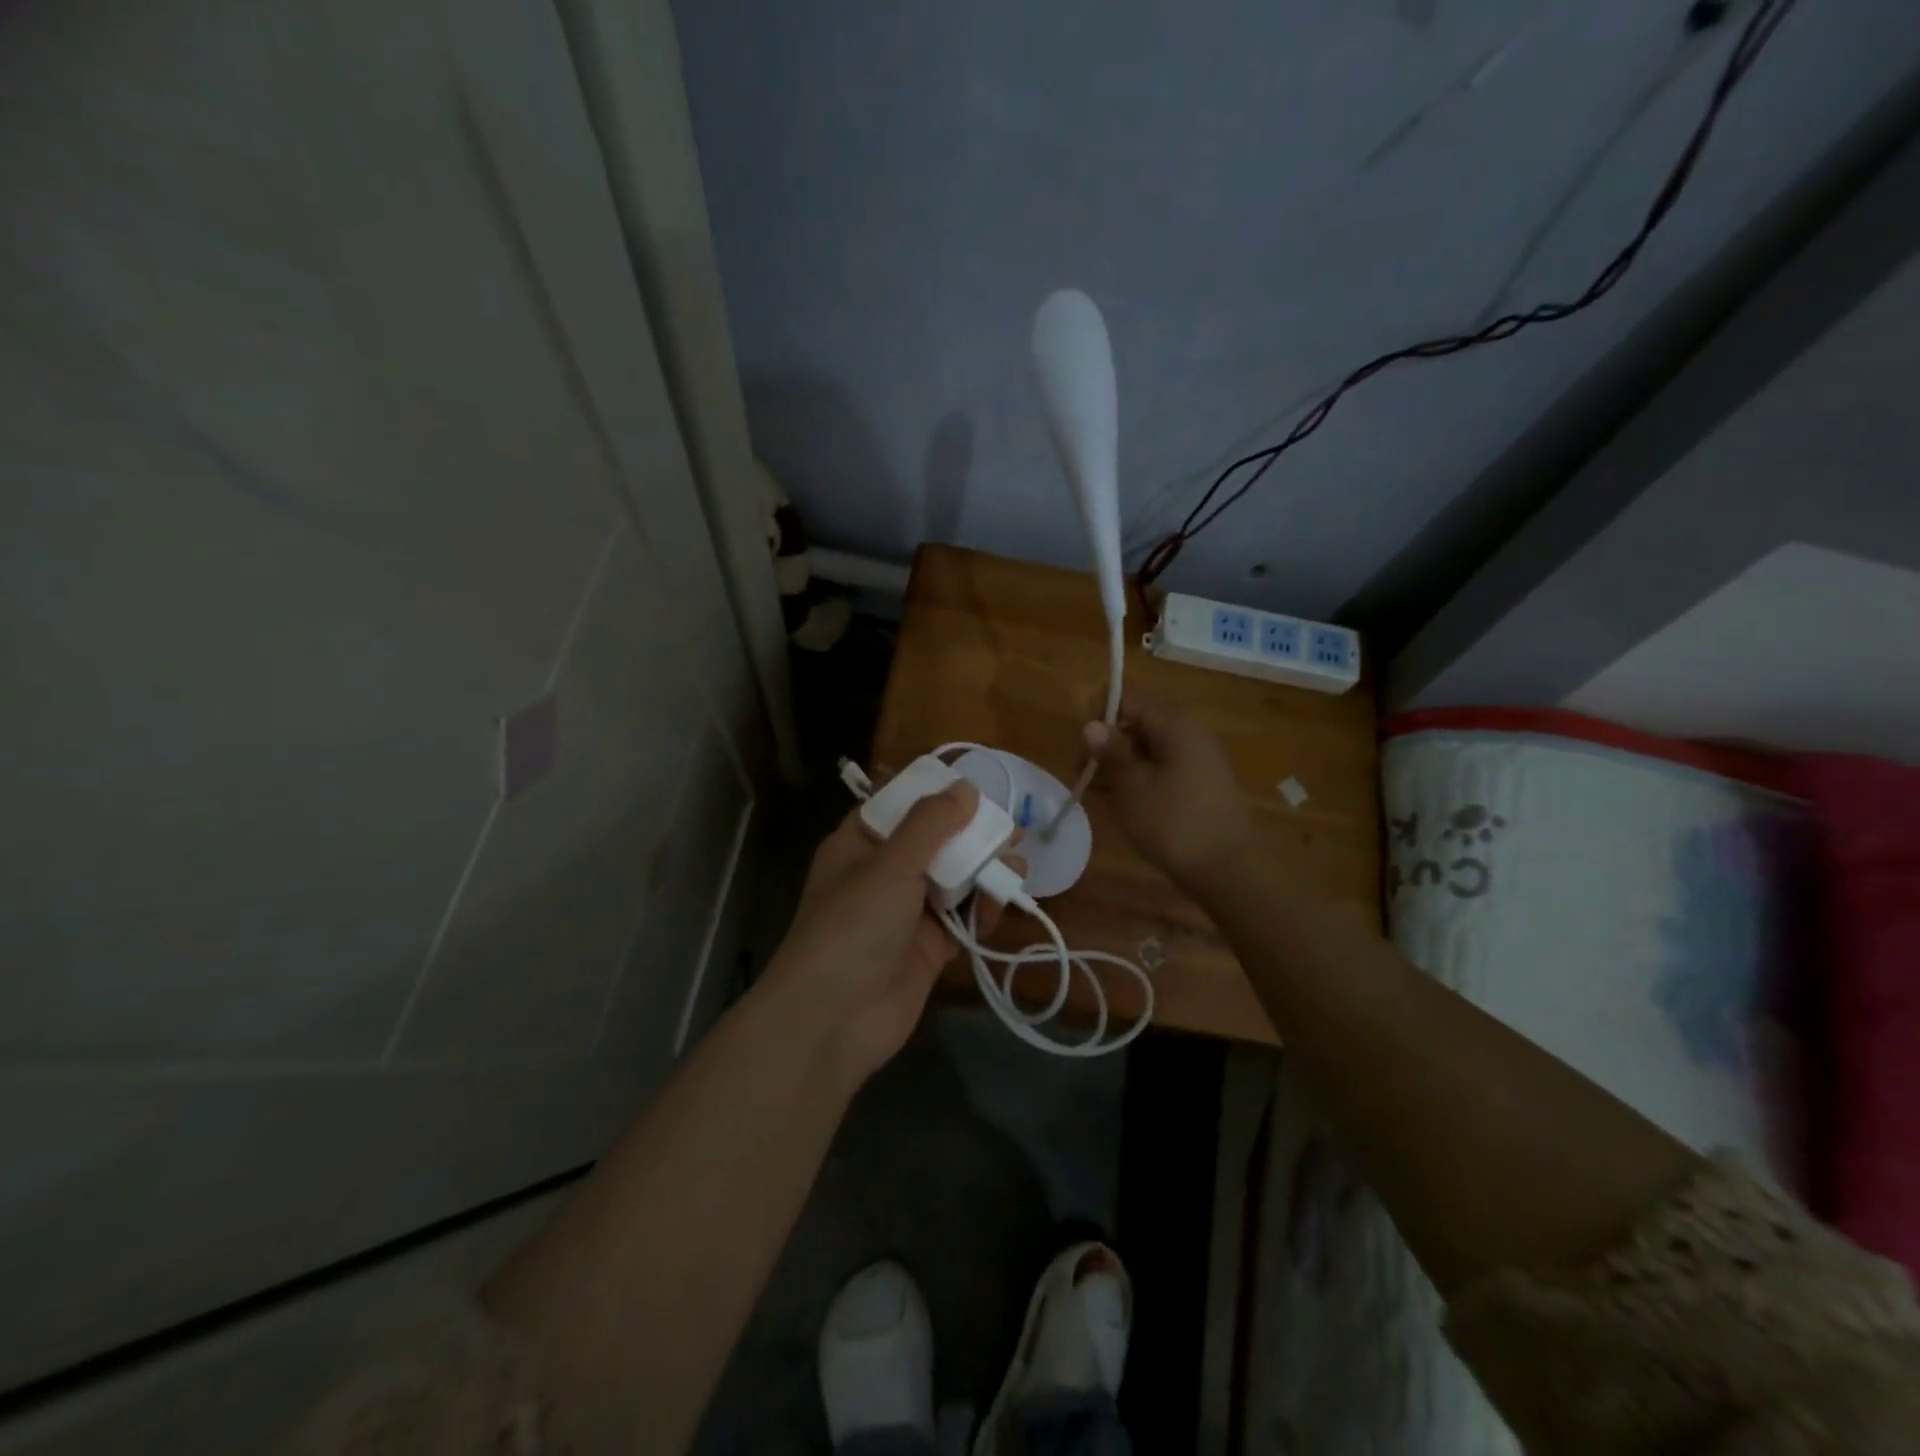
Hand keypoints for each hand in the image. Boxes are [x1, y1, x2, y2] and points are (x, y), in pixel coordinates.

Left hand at [765, 782, 1010, 1085]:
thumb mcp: (890, 864)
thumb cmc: (854, 925)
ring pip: (953, 879)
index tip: (975, 787)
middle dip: (970, 835)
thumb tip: (965, 787)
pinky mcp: (928, 947)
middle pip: (934, 843)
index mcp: (860, 844)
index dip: (935, 795)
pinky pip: (961, 918)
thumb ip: (930, 824)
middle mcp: (883, 873)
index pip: (899, 806)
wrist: (835, 1018)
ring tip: (1016, 865)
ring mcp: (906, 912)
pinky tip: (1000, 902)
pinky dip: (981, 909)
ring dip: (983, 871)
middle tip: (1011, 830)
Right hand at [1082, 692, 1256, 889]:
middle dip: (1107, 743)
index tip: (1083, 750)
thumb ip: (1110, 751)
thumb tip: (1092, 725)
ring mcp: (1198, 757)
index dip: (1099, 716)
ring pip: (1149, 746)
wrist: (1228, 869)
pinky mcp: (1201, 782)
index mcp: (1174, 723)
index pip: (1128, 697)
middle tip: (1085, 775)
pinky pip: (1162, 766)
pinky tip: (1123, 802)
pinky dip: (1140, 777)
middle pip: (1138, 720)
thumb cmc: (1173, 822)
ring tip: (1100, 793)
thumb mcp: (1132, 786)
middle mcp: (1190, 731)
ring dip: (1121, 763)